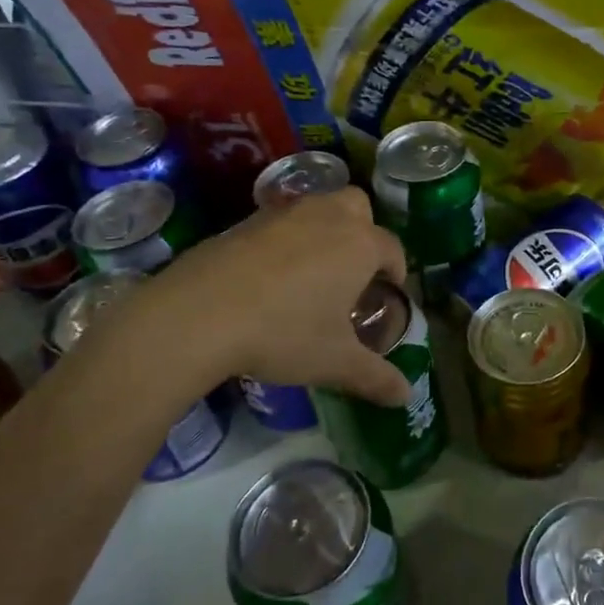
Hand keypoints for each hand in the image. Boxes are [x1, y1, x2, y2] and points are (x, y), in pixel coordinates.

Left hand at [138, 188, 410, 405]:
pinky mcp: (244, 221)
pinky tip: (269, 277)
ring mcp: (283, 214)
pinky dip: (285, 241)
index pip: (393, 249)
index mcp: (360, 244)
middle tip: (352, 272)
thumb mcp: (335, 362)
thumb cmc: (283, 333)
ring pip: (317, 208)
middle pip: (357, 207)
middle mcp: (327, 217)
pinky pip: (279, 222)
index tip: (386, 296)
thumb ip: (376, 377)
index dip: (395, 273)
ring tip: (312, 274)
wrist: (198, 314)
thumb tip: (405, 397)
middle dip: (363, 233)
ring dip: (324, 231)